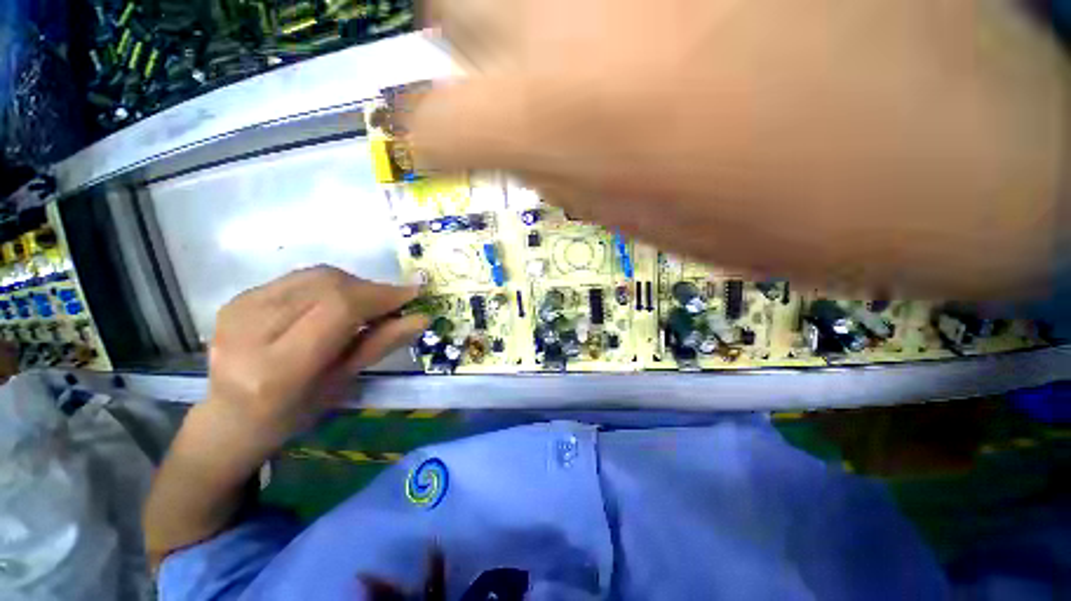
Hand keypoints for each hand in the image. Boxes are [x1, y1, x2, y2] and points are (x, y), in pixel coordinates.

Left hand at [205, 266, 427, 448]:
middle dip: (370, 289)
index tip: (413, 294)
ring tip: (365, 306)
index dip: (381, 295)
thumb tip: (421, 317)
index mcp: (279, 368)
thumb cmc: (295, 412)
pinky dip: (330, 285)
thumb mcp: (344, 382)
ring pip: (316, 275)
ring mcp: (238, 309)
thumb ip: (382, 344)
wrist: (231, 416)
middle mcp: (251, 331)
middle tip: (391, 304)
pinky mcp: (237, 298)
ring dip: (353, 286)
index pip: (339, 308)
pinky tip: (334, 304)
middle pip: (329, 284)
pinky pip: (300, 277)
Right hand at [411, 0, 1067, 297]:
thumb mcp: (653, 228)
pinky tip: (653, 25)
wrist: (956, 154)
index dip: (421, 135)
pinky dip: (594, 6)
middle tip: (502, 77)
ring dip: (519, 18)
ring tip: (577, 54)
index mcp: (562, 118)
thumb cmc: (799, 219)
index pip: (430, 121)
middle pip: (450, 5)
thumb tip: (519, 149)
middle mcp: (574, 12)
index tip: (425, 142)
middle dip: (465, 49)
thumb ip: (567, 183)